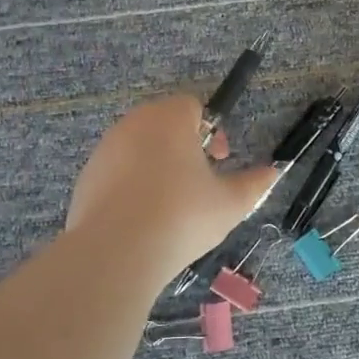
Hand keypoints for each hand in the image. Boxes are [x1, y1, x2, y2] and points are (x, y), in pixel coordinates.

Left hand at [67, 96, 278, 275]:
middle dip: (185, 146)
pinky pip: (117, 172)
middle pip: (164, 123)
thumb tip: (271, 173)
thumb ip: (254, 183)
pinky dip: (133, 185)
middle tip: (200, 182)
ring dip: (158, 165)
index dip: (213, 131)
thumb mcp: (231, 203)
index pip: (193, 105)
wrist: (116, 253)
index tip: (221, 161)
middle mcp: (133, 124)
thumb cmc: (182, 216)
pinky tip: (143, 219)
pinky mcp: (86, 177)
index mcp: (169, 119)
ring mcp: (105, 150)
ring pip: (139, 147)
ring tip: (171, 204)